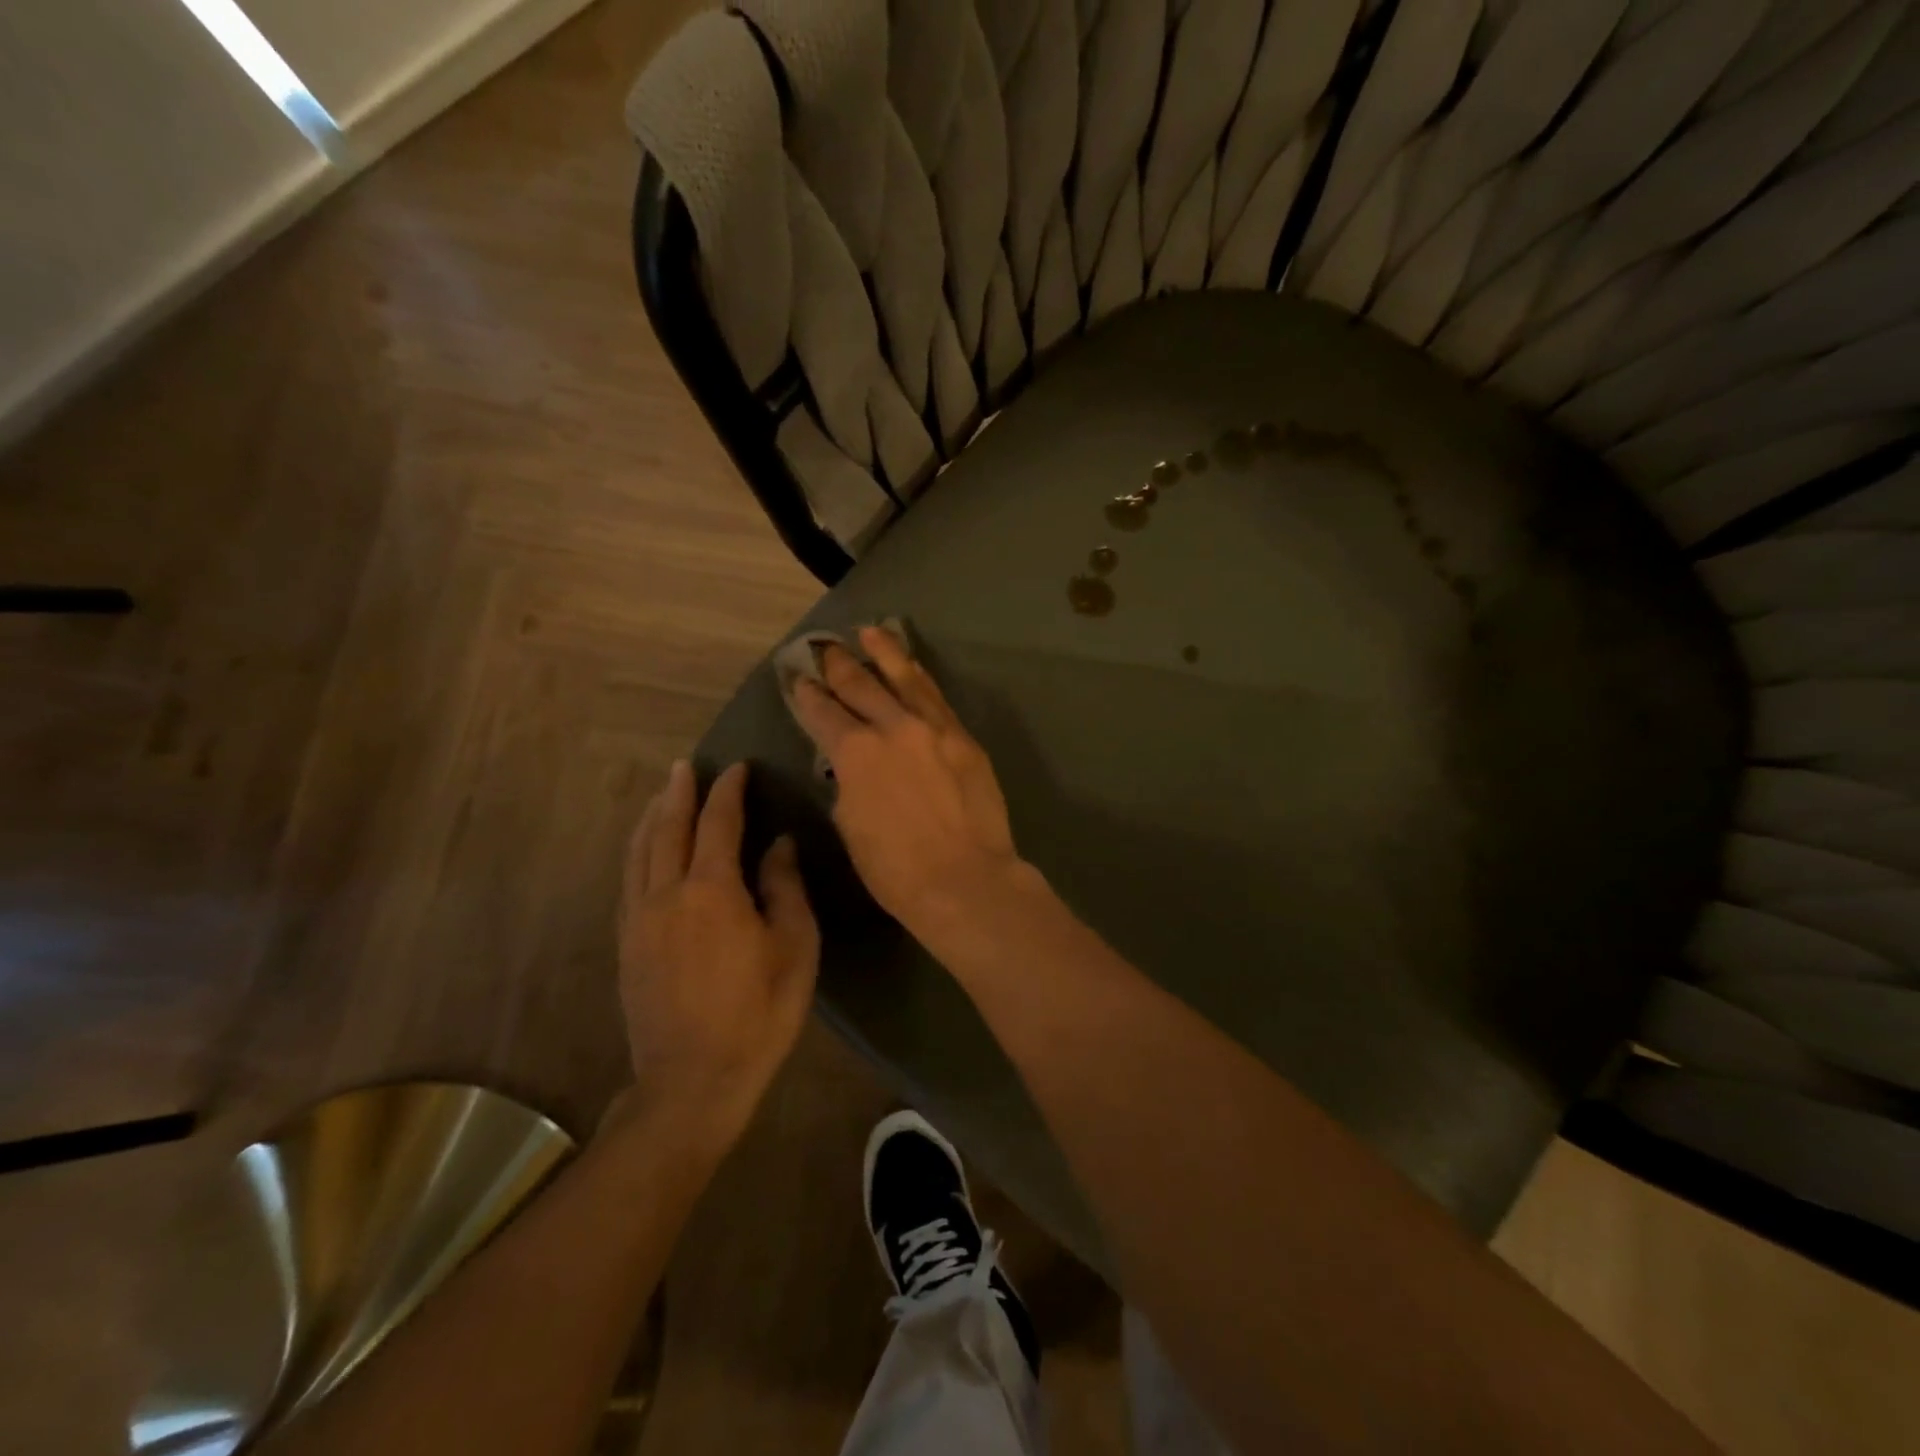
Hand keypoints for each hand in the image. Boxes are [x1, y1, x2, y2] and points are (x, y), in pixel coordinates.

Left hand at [618, 760, 818, 1147]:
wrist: (692, 1081)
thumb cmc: (758, 1012)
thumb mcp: (794, 947)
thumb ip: (784, 888)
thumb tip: (779, 844)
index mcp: (711, 890)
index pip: (718, 823)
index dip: (728, 791)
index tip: (737, 768)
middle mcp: (666, 894)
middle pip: (668, 829)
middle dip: (680, 793)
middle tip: (687, 766)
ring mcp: (639, 920)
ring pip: (640, 852)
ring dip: (652, 818)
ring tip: (661, 795)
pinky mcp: (627, 945)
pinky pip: (629, 880)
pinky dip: (637, 852)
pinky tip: (644, 851)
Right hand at [790, 626, 1027, 932]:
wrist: (965, 879)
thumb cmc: (895, 868)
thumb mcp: (851, 825)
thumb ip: (847, 784)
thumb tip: (850, 767)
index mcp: (855, 752)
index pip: (823, 714)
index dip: (808, 696)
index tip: (799, 681)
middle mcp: (892, 727)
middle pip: (860, 686)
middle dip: (839, 665)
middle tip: (826, 648)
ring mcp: (933, 727)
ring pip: (904, 678)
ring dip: (884, 652)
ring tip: (870, 632)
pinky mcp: (963, 737)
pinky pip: (936, 697)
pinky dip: (920, 678)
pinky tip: (913, 668)